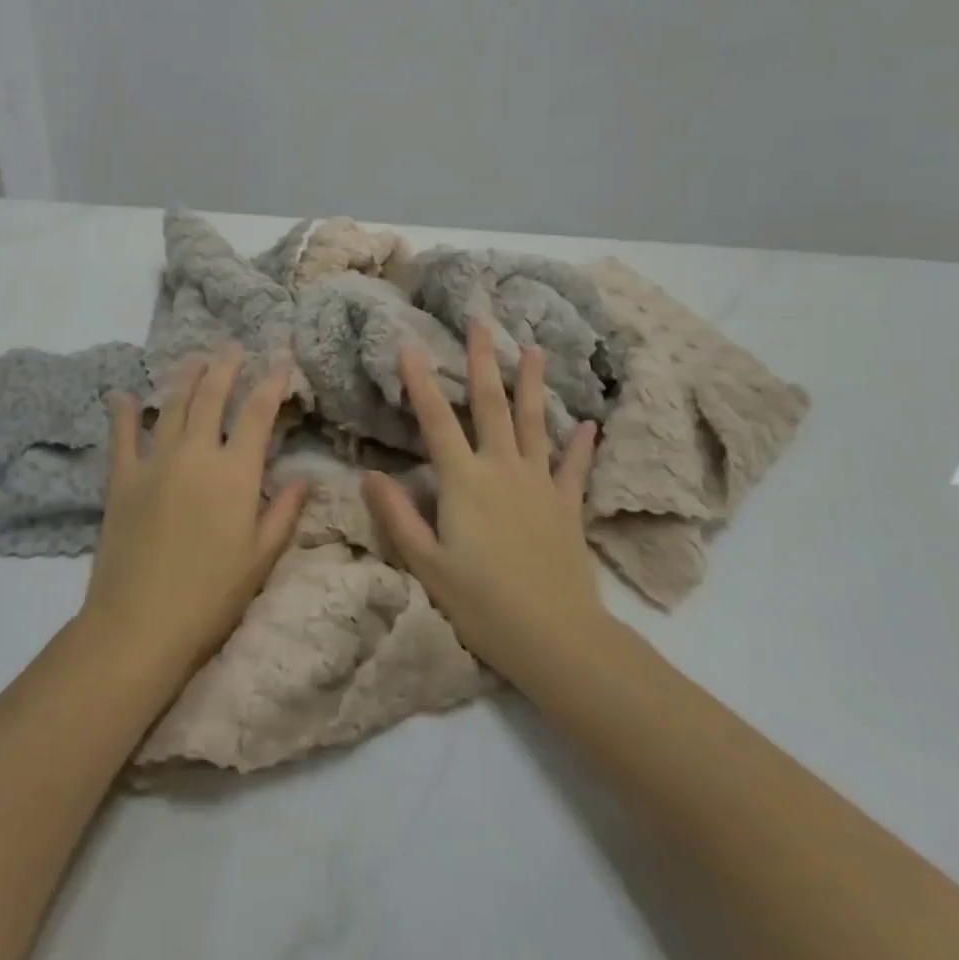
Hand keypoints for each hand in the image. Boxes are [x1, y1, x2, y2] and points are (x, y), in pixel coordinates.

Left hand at [80, 347, 307, 684]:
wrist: (139, 625)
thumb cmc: (211, 596)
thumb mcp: (262, 557)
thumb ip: (285, 511)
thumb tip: (306, 476)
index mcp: (235, 472)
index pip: (257, 413)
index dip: (271, 381)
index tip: (280, 357)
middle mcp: (195, 453)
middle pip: (211, 395)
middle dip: (225, 365)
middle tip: (233, 345)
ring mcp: (154, 461)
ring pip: (172, 405)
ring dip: (186, 377)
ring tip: (196, 357)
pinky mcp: (121, 478)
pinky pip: (121, 436)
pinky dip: (122, 412)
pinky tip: (121, 394)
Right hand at [363, 322, 609, 684]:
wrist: (557, 638)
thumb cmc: (483, 603)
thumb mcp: (427, 565)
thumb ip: (398, 517)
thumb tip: (370, 474)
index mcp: (464, 481)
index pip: (437, 419)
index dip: (421, 380)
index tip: (410, 343)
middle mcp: (502, 469)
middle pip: (491, 404)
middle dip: (484, 359)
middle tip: (482, 321)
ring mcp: (539, 483)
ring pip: (533, 423)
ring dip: (533, 384)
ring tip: (535, 349)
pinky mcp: (566, 505)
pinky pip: (574, 467)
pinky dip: (580, 445)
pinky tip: (588, 424)